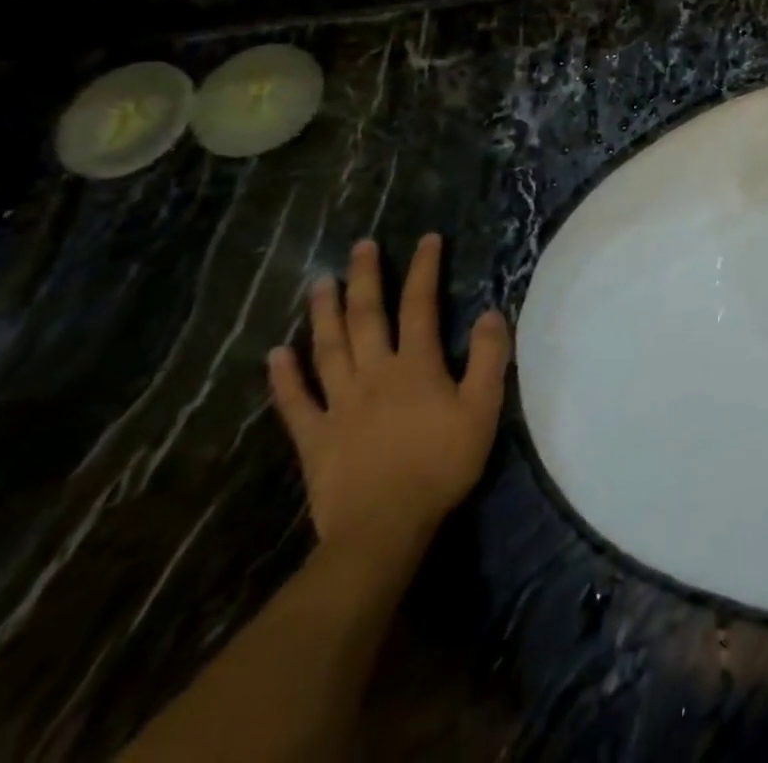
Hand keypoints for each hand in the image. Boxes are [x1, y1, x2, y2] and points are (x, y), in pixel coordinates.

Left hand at [269, 235, 510, 559]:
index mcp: (416, 366)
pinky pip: (295, 402)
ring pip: (328, 349)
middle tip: (361, 247)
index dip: (424, 270)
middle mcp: (374, 374)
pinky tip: (276, 354)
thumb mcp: (483, 409)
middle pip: (367, 318)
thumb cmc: (441, 464)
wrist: (383, 528)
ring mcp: (338, 404)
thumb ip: (489, 358)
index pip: (420, 306)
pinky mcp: (314, 437)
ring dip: (324, 313)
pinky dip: (284, 376)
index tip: (427, 240)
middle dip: (366, 279)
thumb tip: (491, 312)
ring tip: (321, 283)